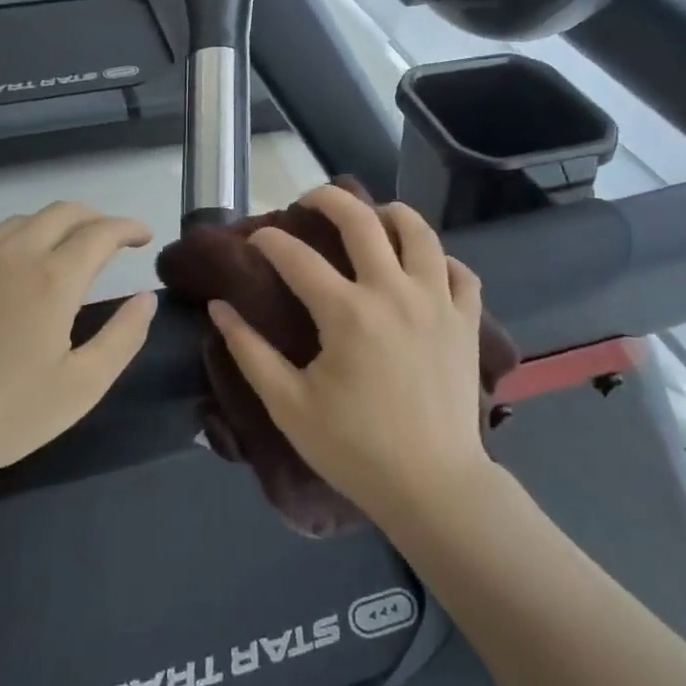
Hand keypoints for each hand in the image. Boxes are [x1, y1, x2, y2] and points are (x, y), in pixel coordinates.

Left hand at [0, 203, 156, 499]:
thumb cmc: (3, 414)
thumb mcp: (81, 387)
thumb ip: (123, 337)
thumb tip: (146, 298)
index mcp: (52, 279)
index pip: (101, 233)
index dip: (128, 228)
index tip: (144, 237)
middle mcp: (12, 255)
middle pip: (62, 212)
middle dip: (94, 218)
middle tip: (111, 240)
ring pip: (22, 222)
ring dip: (54, 228)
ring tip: (64, 253)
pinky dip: (12, 247)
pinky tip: (9, 278)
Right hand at [209, 185, 491, 522]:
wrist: (432, 485)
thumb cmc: (354, 448)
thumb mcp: (289, 405)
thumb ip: (249, 352)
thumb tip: (219, 308)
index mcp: (347, 313)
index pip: (297, 257)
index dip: (270, 241)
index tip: (256, 239)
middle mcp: (394, 292)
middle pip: (362, 220)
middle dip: (329, 199)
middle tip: (310, 201)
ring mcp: (437, 302)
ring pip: (420, 233)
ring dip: (392, 214)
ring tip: (374, 216)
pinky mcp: (466, 321)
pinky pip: (460, 273)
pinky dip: (441, 261)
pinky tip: (424, 267)